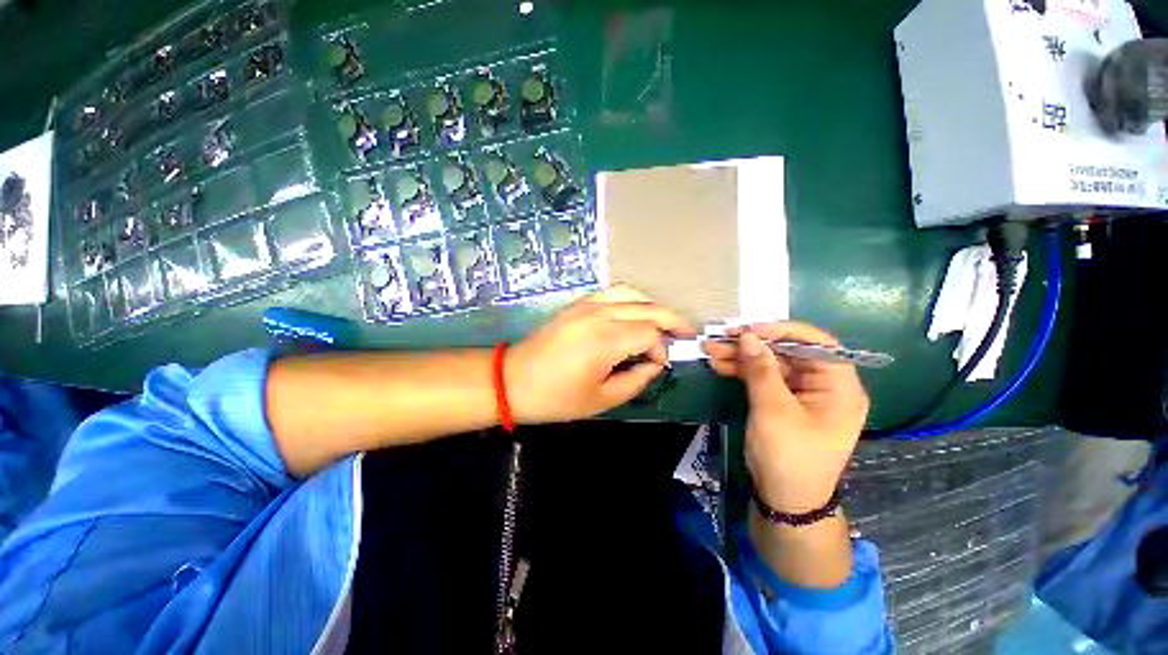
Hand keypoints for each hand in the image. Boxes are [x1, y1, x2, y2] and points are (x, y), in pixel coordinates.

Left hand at [506, 285, 695, 423]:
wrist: (513, 380)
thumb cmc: (556, 397)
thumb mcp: (602, 399)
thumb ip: (636, 380)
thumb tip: (655, 364)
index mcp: (605, 340)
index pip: (650, 333)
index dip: (661, 348)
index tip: (658, 365)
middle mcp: (599, 314)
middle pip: (647, 308)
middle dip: (671, 319)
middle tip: (686, 332)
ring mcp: (585, 305)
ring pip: (630, 293)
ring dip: (651, 306)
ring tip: (662, 322)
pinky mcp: (576, 304)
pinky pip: (611, 293)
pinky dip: (630, 300)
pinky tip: (634, 314)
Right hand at [704, 322, 868, 512]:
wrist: (784, 500)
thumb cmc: (789, 456)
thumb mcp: (774, 410)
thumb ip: (761, 370)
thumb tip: (748, 336)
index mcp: (839, 386)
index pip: (817, 343)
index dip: (783, 331)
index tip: (750, 329)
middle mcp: (824, 385)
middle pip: (788, 353)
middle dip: (752, 345)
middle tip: (721, 338)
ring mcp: (801, 394)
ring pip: (770, 364)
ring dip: (741, 357)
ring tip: (711, 350)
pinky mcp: (782, 402)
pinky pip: (763, 379)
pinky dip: (742, 371)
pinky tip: (720, 365)